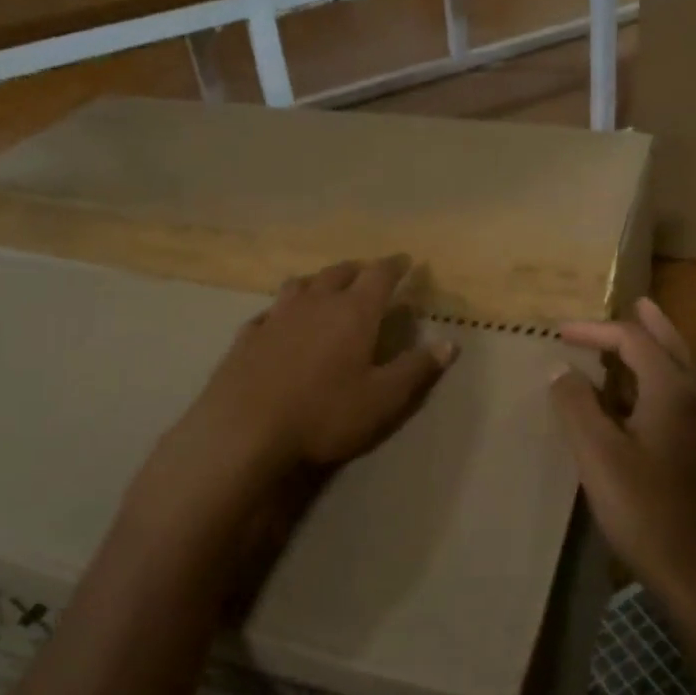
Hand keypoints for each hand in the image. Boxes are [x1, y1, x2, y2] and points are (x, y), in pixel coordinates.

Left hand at [194, 256, 456, 473]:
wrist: (245, 433)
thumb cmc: (325, 414)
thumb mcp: (383, 399)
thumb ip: (417, 368)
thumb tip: (450, 343)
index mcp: (353, 312)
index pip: (380, 275)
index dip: (395, 265)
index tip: (406, 261)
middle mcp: (315, 303)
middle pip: (339, 273)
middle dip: (358, 270)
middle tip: (368, 274)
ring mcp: (276, 317)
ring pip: (301, 285)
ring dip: (318, 282)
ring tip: (325, 289)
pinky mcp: (247, 337)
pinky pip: (269, 312)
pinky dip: (282, 310)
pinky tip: (279, 322)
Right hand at [551, 298, 695, 607]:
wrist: (692, 568)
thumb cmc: (641, 507)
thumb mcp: (596, 454)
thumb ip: (576, 405)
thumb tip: (561, 369)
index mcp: (672, 391)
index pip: (634, 341)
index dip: (595, 331)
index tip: (559, 332)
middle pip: (673, 346)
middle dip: (651, 323)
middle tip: (637, 302)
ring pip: (683, 371)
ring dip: (660, 348)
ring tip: (640, 335)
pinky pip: (682, 395)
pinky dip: (661, 378)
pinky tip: (641, 396)